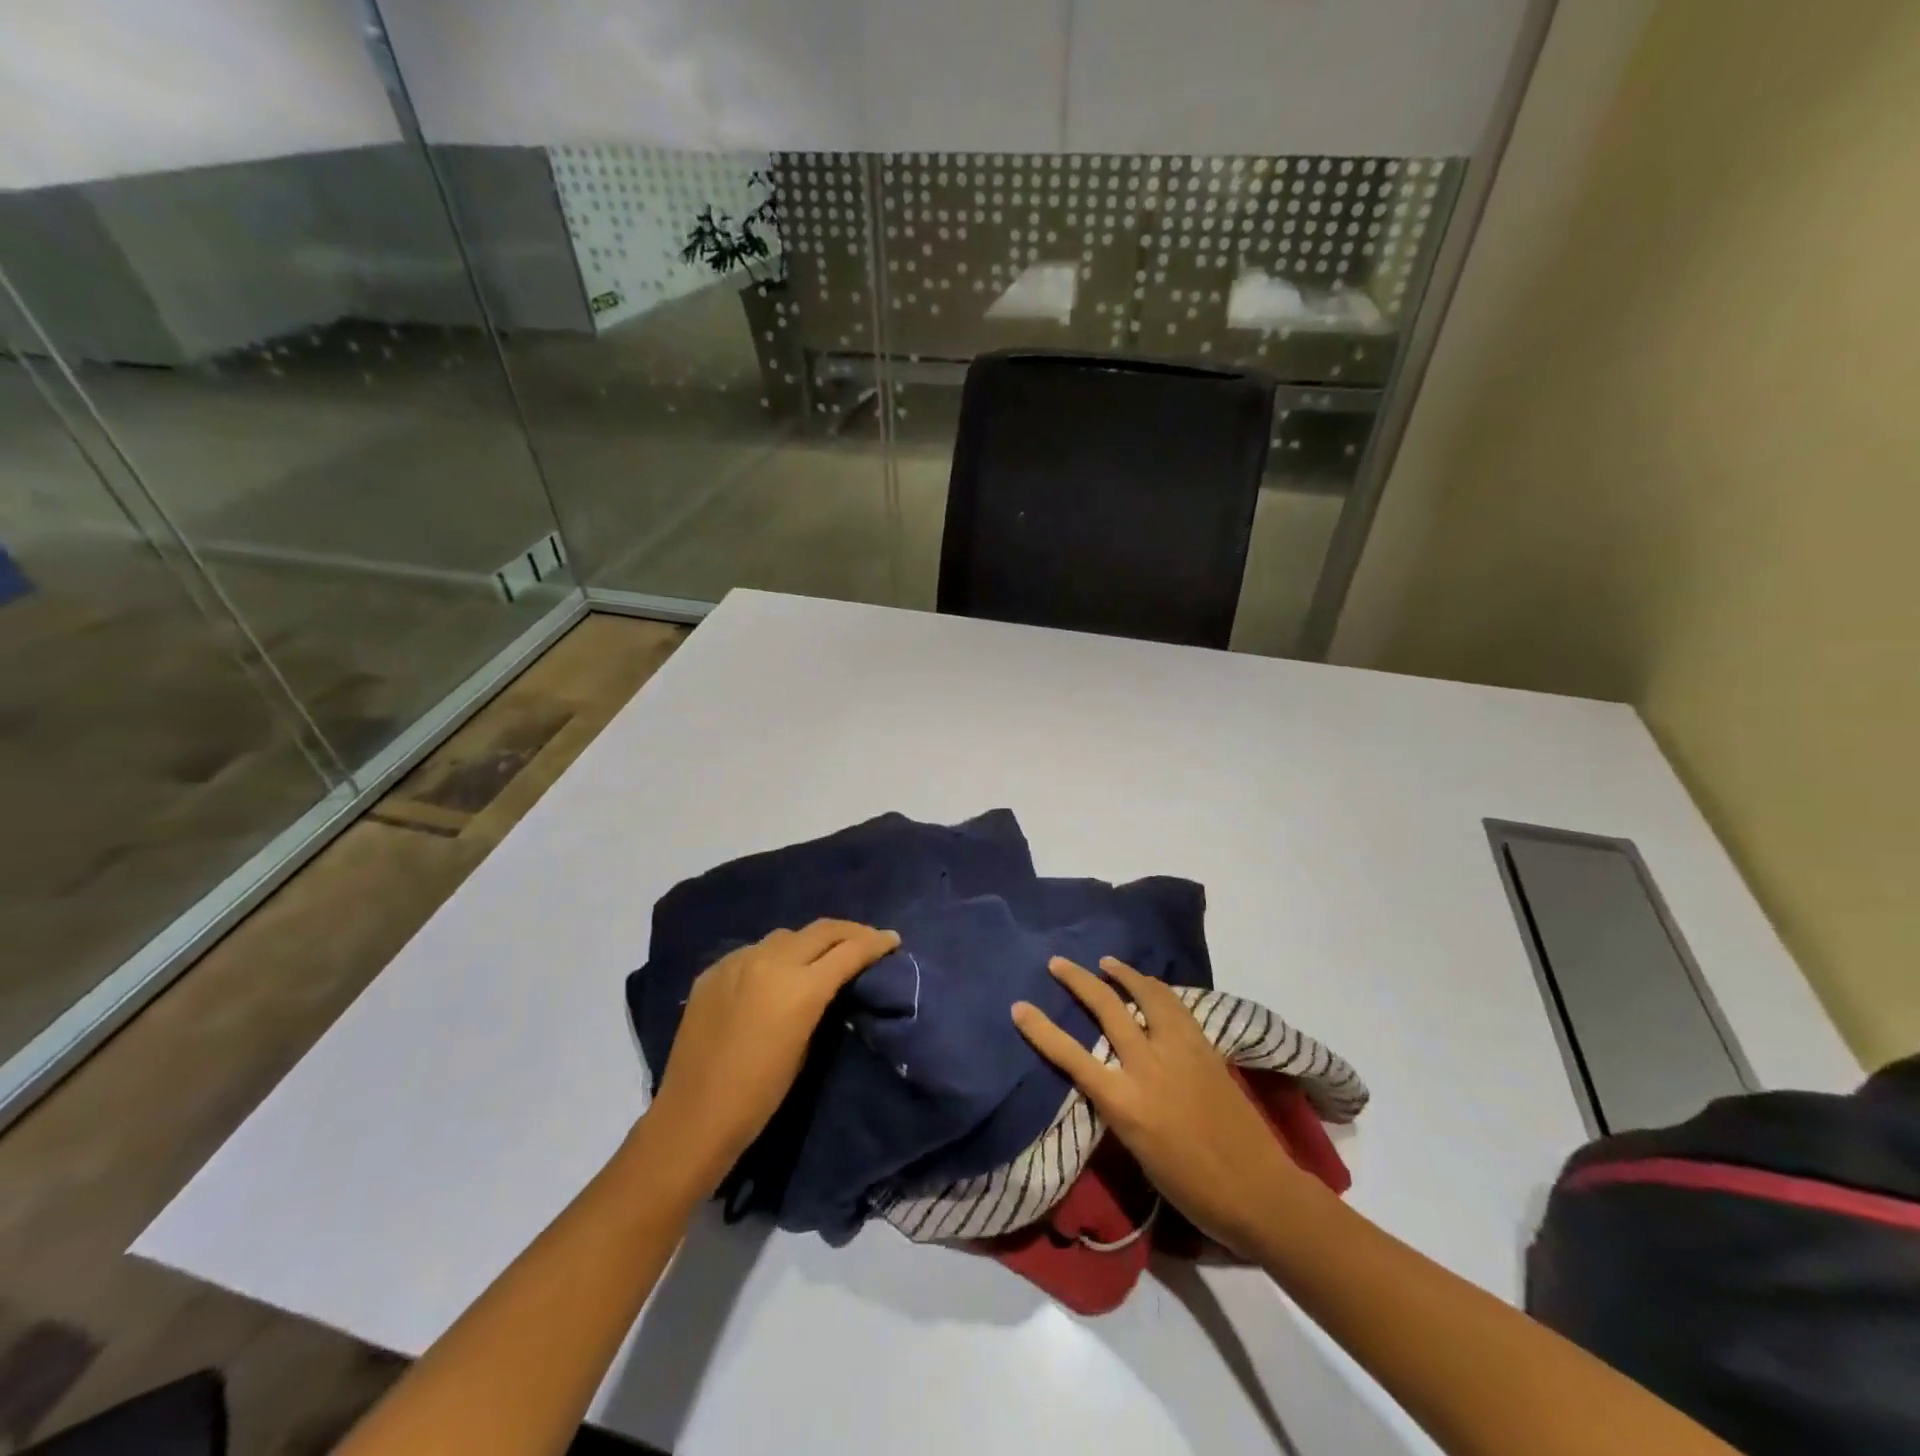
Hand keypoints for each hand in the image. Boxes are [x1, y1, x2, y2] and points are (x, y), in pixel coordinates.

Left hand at [640, 919, 899, 1197]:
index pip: (849, 950)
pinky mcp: (713, 970)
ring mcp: (738, 961)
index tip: (892, 940)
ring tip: (822, 953)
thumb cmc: (761, 1095)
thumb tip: (831, 982)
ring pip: (786, 935)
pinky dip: (774, 955)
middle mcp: (770, 962)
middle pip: (821, 930)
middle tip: (867, 939)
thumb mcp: (806, 1046)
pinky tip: (776, 972)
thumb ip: (820, 1001)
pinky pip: (754, 951)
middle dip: (849, 931)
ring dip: (810, 940)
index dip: (876, 942)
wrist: (694, 1116)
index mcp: (800, 987)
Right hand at [1012, 956, 1307, 1254]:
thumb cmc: (1190, 1187)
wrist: (1257, 1190)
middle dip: (1078, 981)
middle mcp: (1148, 1066)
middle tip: (1058, 962)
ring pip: (1146, 995)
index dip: (1041, 1029)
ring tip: (1106, 962)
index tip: (1019, 1007)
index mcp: (1125, 1102)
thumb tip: (1103, 1076)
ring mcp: (1180, 1050)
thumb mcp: (1136, 1150)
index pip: (1072, 1056)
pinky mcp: (1205, 1046)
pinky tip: (1150, 986)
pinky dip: (1156, 990)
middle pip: (1107, 1008)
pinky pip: (1175, 1006)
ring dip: (1123, 973)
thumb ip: (1116, 1105)